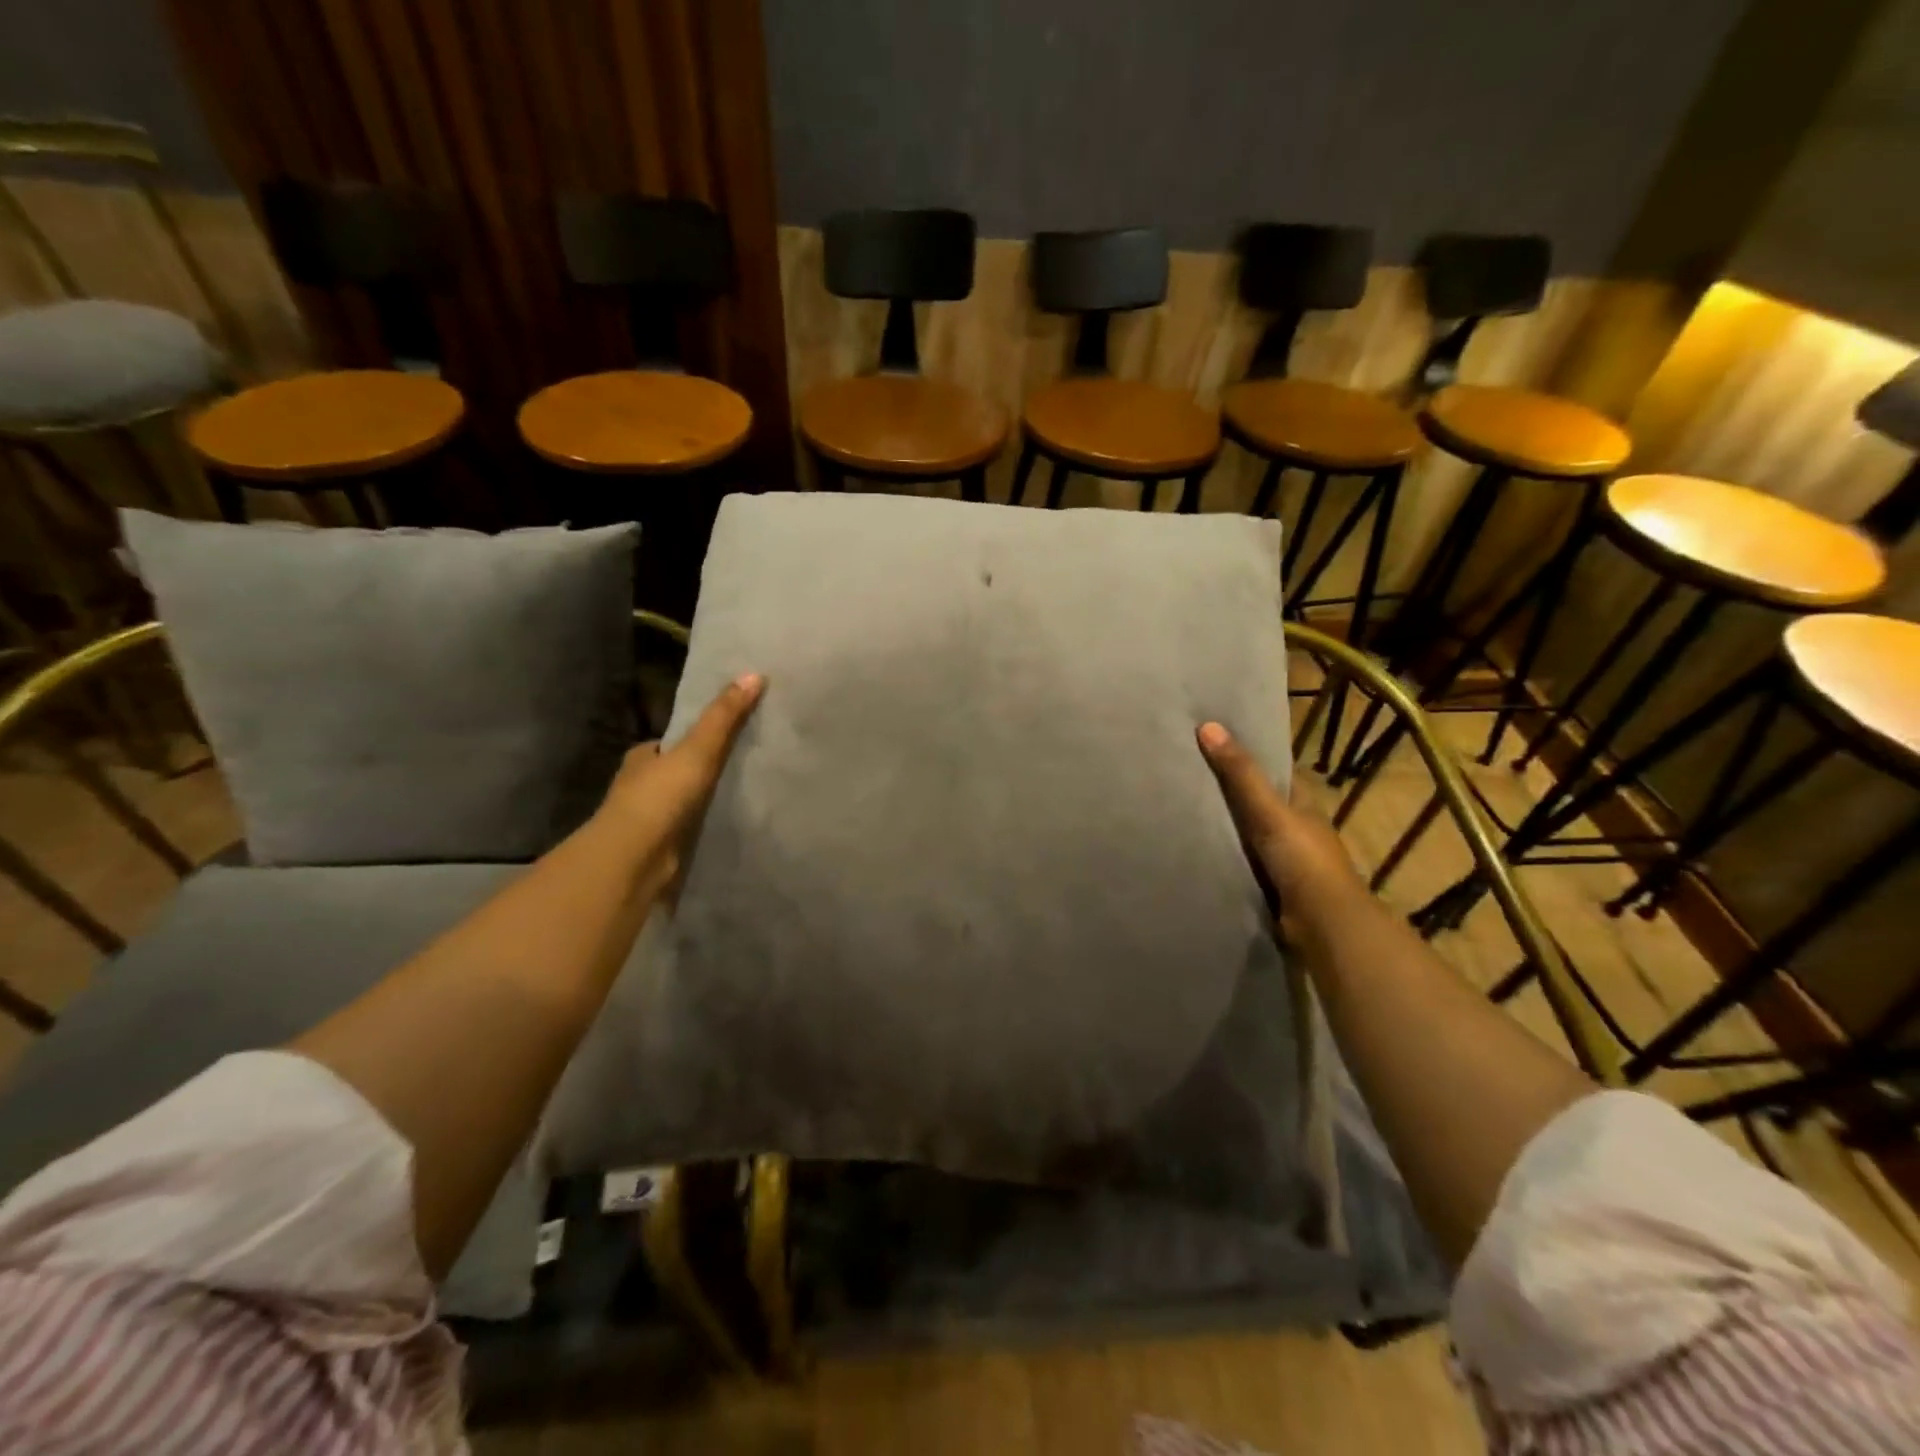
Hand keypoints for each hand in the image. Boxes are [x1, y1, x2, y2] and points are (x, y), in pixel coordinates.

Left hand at [600, 673, 764, 889]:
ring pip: (681, 803)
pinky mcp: (660, 848)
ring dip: (703, 801)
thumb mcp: (697, 749)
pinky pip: (688, 830)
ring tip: (744, 795)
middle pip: (676, 771)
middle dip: (699, 770)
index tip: (722, 735)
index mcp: (642, 758)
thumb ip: (724, 717)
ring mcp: (649, 820)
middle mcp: (641, 786)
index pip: (668, 742)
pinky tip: (728, 826)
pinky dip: (704, 826)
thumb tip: (754, 674)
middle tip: (742, 765)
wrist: (634, 860)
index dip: (692, 737)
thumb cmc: (659, 797)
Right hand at [1197, 720, 1367, 939]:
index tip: (1215, 743)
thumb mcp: (1269, 810)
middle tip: (1187, 774)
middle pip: (1260, 804)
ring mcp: (1286, 861)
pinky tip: (1195, 850)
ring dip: (1225, 828)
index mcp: (1304, 805)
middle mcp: (1297, 830)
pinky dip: (1223, 856)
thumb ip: (1240, 773)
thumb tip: (1208, 725)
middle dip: (1231, 793)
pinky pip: (1241, 863)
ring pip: (1249, 835)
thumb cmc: (1303, 860)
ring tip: (1181, 809)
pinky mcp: (1272, 888)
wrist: (1323, 925)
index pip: (1277, 773)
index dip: (1251, 757)